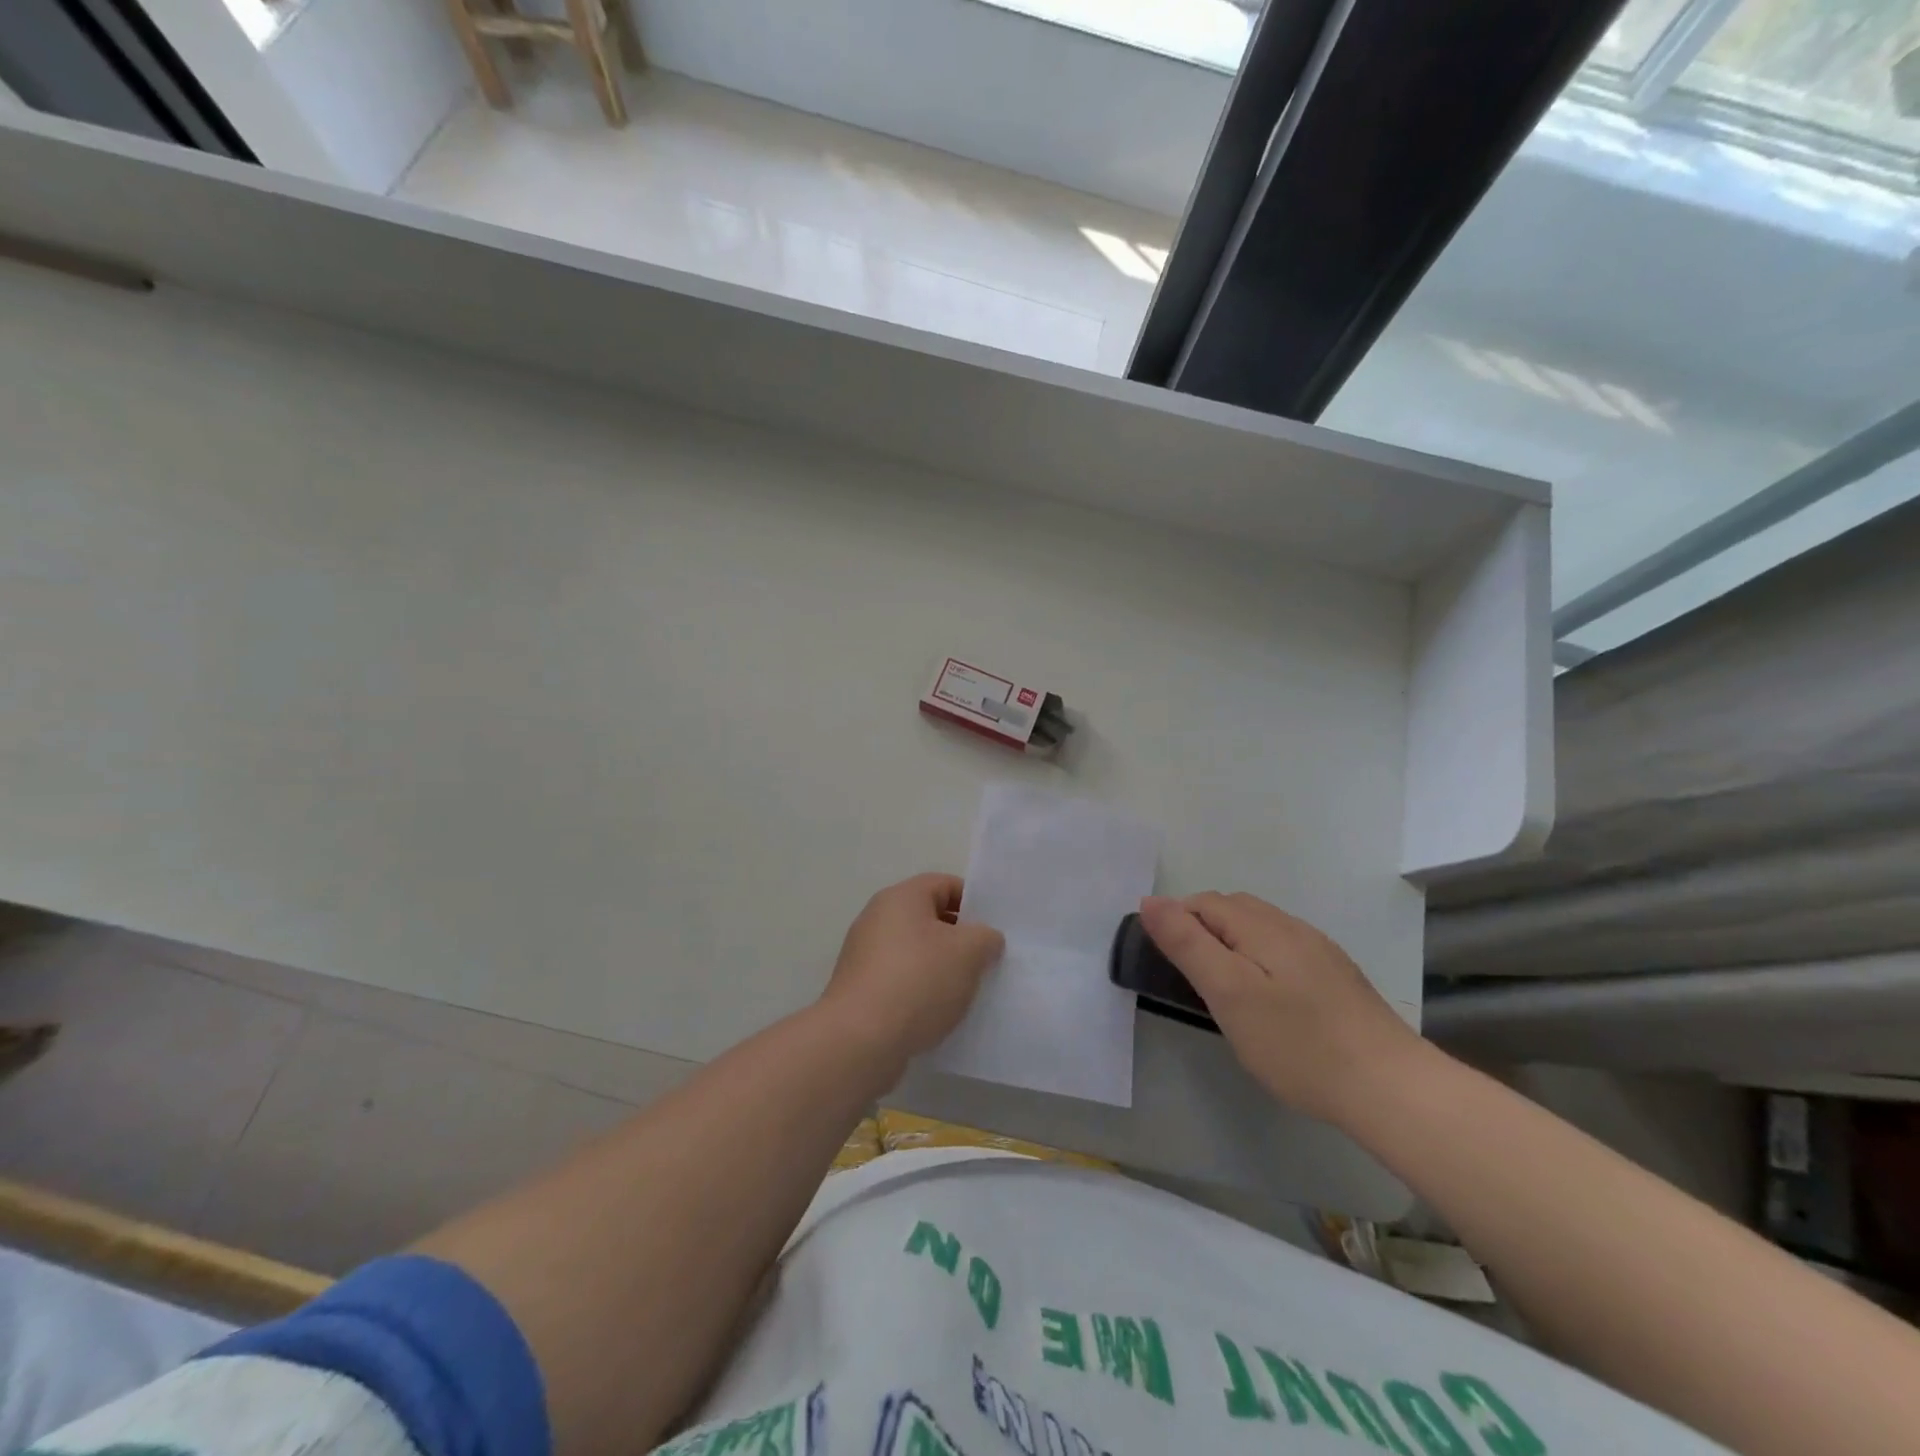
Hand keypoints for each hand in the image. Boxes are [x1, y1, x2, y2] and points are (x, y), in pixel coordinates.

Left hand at [819, 873, 1004, 1062]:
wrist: (860, 1040)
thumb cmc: (918, 981)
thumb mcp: (969, 952)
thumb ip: (986, 937)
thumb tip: (985, 939)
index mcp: (901, 897)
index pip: (945, 884)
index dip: (973, 902)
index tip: (993, 930)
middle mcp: (877, 918)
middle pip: (928, 918)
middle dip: (959, 938)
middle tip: (985, 961)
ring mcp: (865, 955)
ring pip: (915, 951)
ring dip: (941, 968)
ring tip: (965, 992)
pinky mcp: (860, 989)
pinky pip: (900, 980)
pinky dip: (920, 991)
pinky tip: (937, 1014)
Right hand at [1138, 892, 1425, 1125]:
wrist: (1391, 1088)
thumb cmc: (1297, 1043)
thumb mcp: (1228, 993)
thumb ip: (1187, 944)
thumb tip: (1151, 901)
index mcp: (1262, 926)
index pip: (1204, 902)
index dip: (1176, 922)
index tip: (1165, 964)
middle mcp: (1292, 927)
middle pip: (1233, 909)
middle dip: (1202, 930)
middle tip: (1190, 979)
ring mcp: (1320, 952)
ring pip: (1260, 929)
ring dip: (1232, 944)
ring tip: (1223, 990)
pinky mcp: (1337, 978)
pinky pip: (1284, 951)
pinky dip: (1260, 961)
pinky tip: (1268, 999)